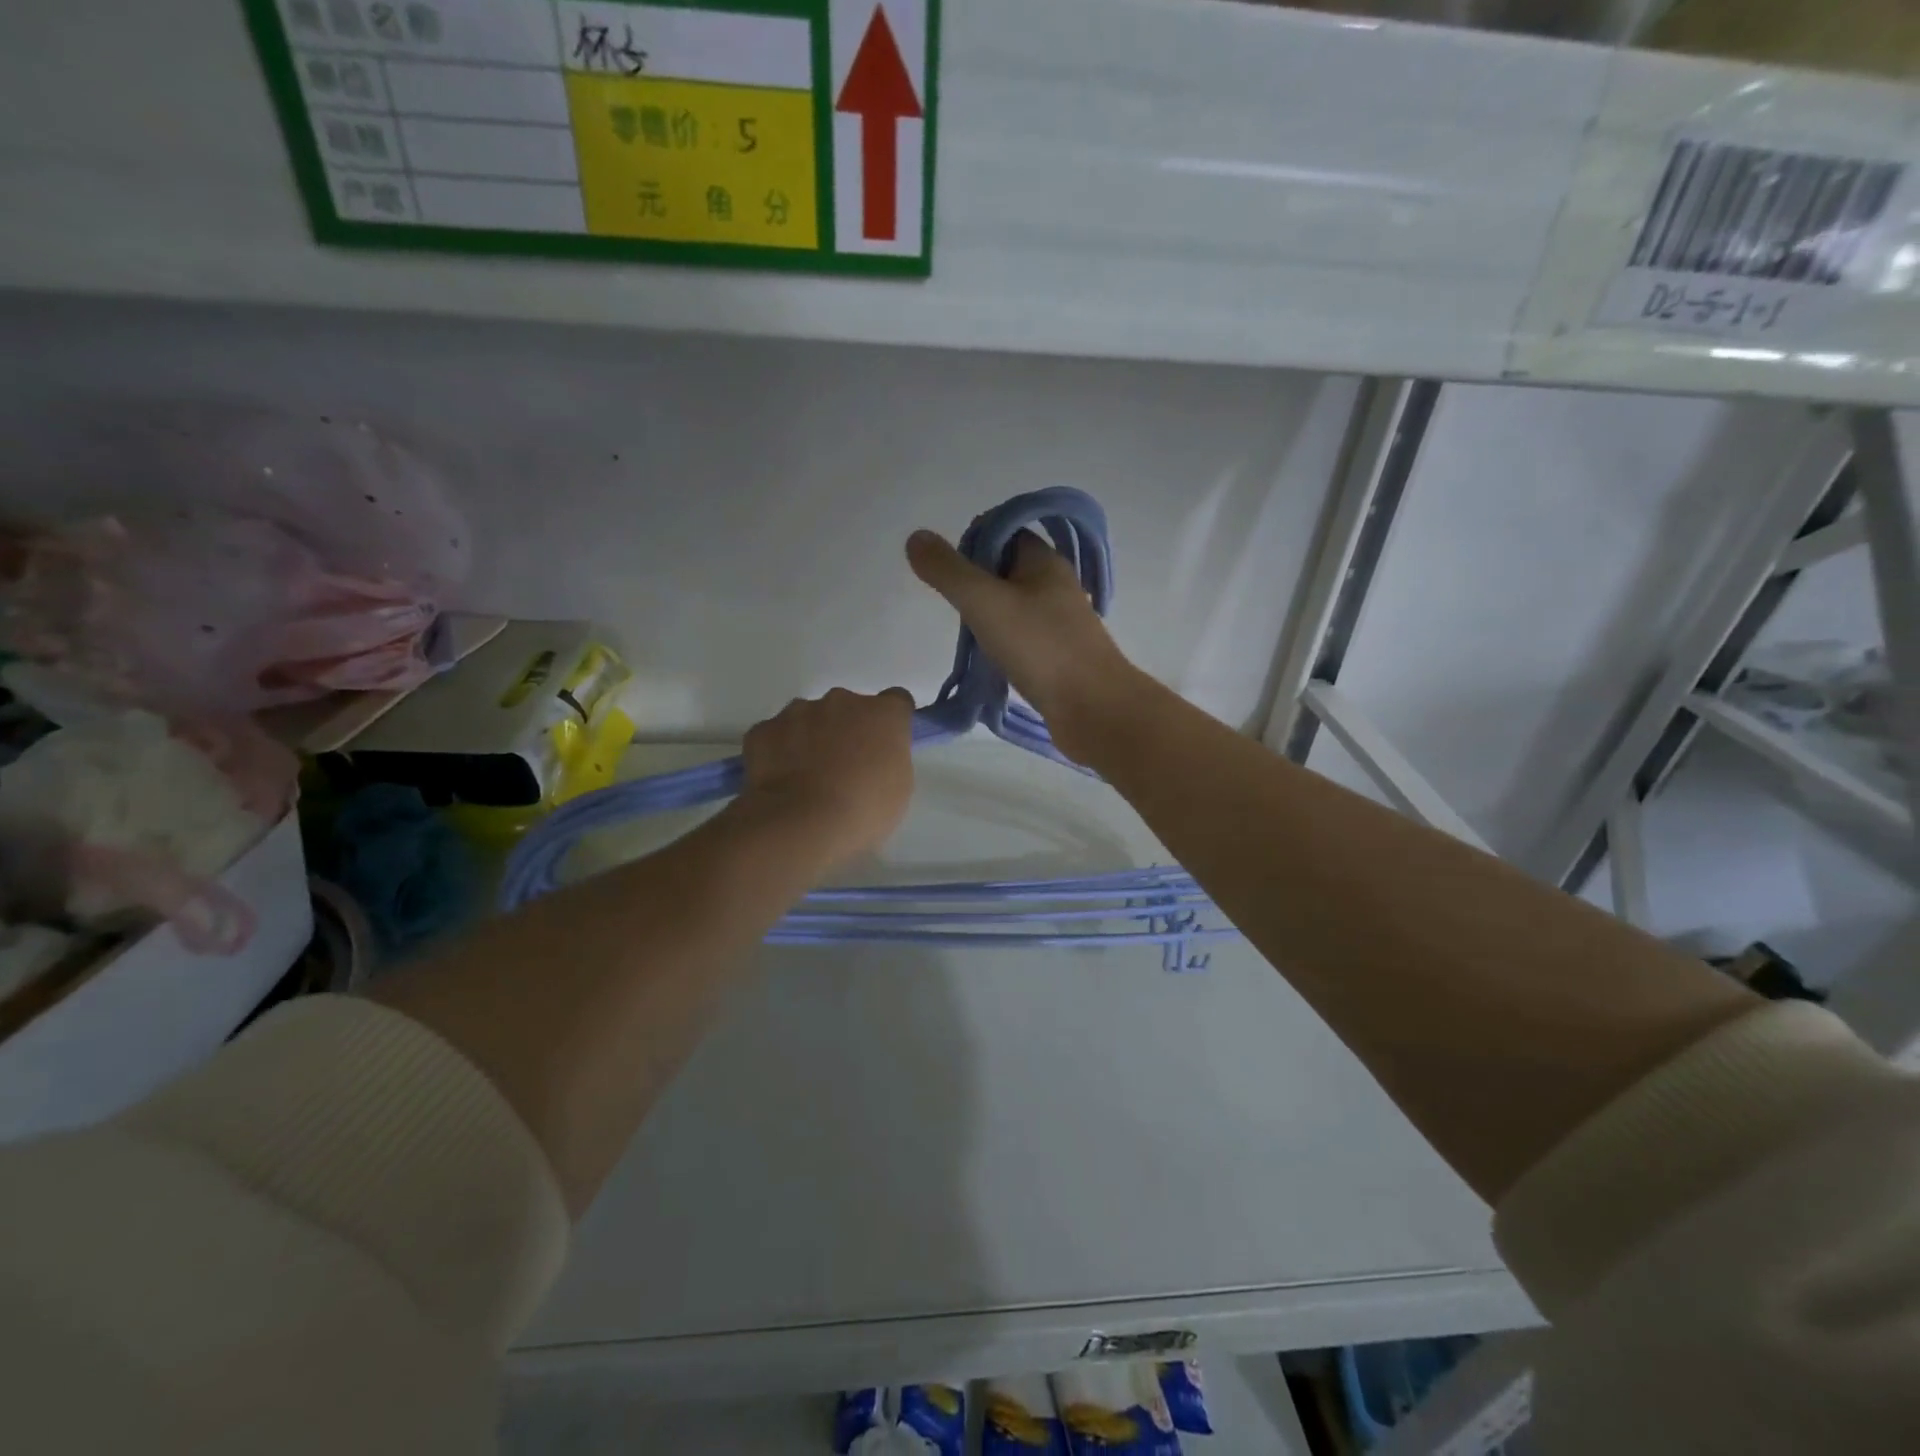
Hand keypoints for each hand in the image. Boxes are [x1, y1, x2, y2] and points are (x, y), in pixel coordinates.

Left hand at [739, 687, 915, 867]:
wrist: (801, 824)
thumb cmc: (864, 811)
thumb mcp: (898, 788)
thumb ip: (889, 758)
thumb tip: (873, 756)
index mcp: (882, 714)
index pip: (896, 701)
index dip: (890, 723)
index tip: (885, 745)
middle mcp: (841, 701)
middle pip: (849, 707)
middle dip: (847, 729)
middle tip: (843, 767)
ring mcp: (798, 711)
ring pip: (809, 717)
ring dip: (811, 737)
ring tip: (806, 777)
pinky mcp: (764, 729)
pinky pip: (776, 735)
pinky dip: (779, 751)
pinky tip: (780, 781)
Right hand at [906, 528, 1139, 762]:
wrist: (1094, 708)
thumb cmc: (1040, 648)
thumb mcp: (985, 603)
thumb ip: (948, 571)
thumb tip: (915, 537)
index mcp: (1044, 561)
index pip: (1003, 533)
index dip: (972, 544)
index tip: (950, 576)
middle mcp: (1056, 585)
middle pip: (1006, 570)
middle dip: (976, 585)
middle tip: (959, 611)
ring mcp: (1060, 622)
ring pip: (1013, 606)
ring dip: (988, 618)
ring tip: (971, 639)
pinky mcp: (1060, 654)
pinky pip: (1023, 637)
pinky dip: (1003, 643)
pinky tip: (991, 661)